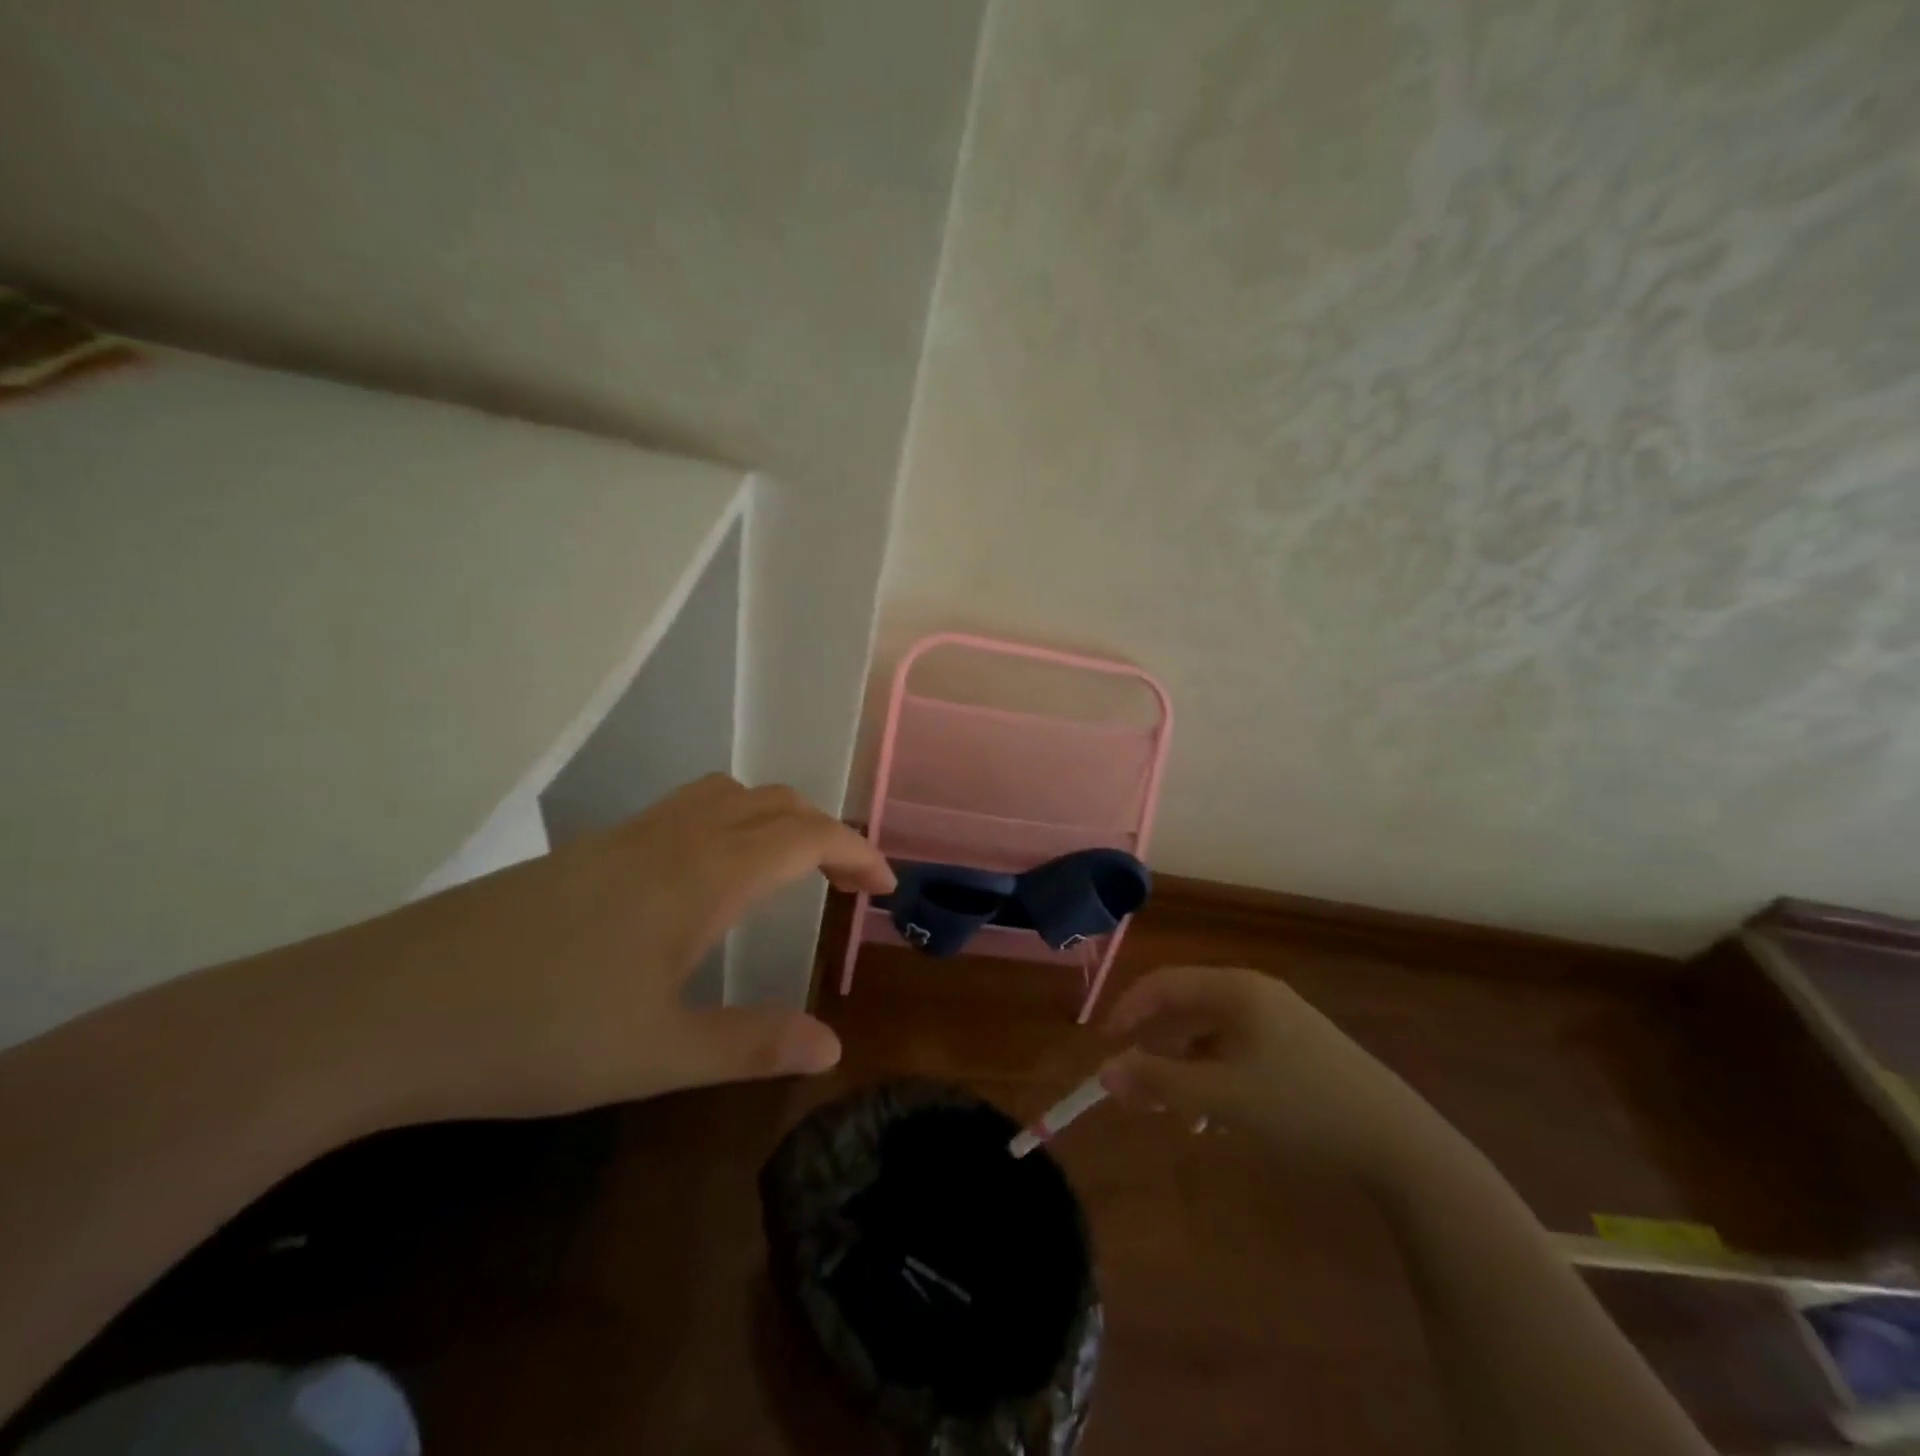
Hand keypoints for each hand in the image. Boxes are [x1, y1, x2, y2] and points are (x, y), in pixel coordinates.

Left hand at [326, 775, 895, 1124]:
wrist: (383, 1008)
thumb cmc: (534, 1033)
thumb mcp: (655, 1055)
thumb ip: (751, 1045)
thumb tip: (831, 1047)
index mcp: (702, 875)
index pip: (806, 836)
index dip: (856, 851)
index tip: (884, 887)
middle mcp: (672, 837)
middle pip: (773, 802)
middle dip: (824, 832)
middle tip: (845, 884)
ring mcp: (625, 836)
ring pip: (725, 795)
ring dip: (774, 818)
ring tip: (788, 868)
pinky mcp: (587, 850)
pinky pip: (684, 808)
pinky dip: (728, 822)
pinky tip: (707, 878)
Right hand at [1098, 965, 1438, 1184]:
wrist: (1398, 1143)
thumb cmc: (1300, 1107)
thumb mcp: (1220, 1096)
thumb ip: (1157, 1082)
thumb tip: (1103, 1071)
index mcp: (1235, 988)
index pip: (1163, 983)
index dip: (1127, 1010)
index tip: (1103, 1046)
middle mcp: (1255, 992)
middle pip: (1185, 1007)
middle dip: (1153, 1045)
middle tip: (1132, 1086)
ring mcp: (1281, 1019)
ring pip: (1210, 1032)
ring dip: (1182, 1065)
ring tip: (1172, 1111)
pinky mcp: (1298, 1047)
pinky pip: (1236, 1049)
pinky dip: (1213, 1074)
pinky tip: (1214, 1114)